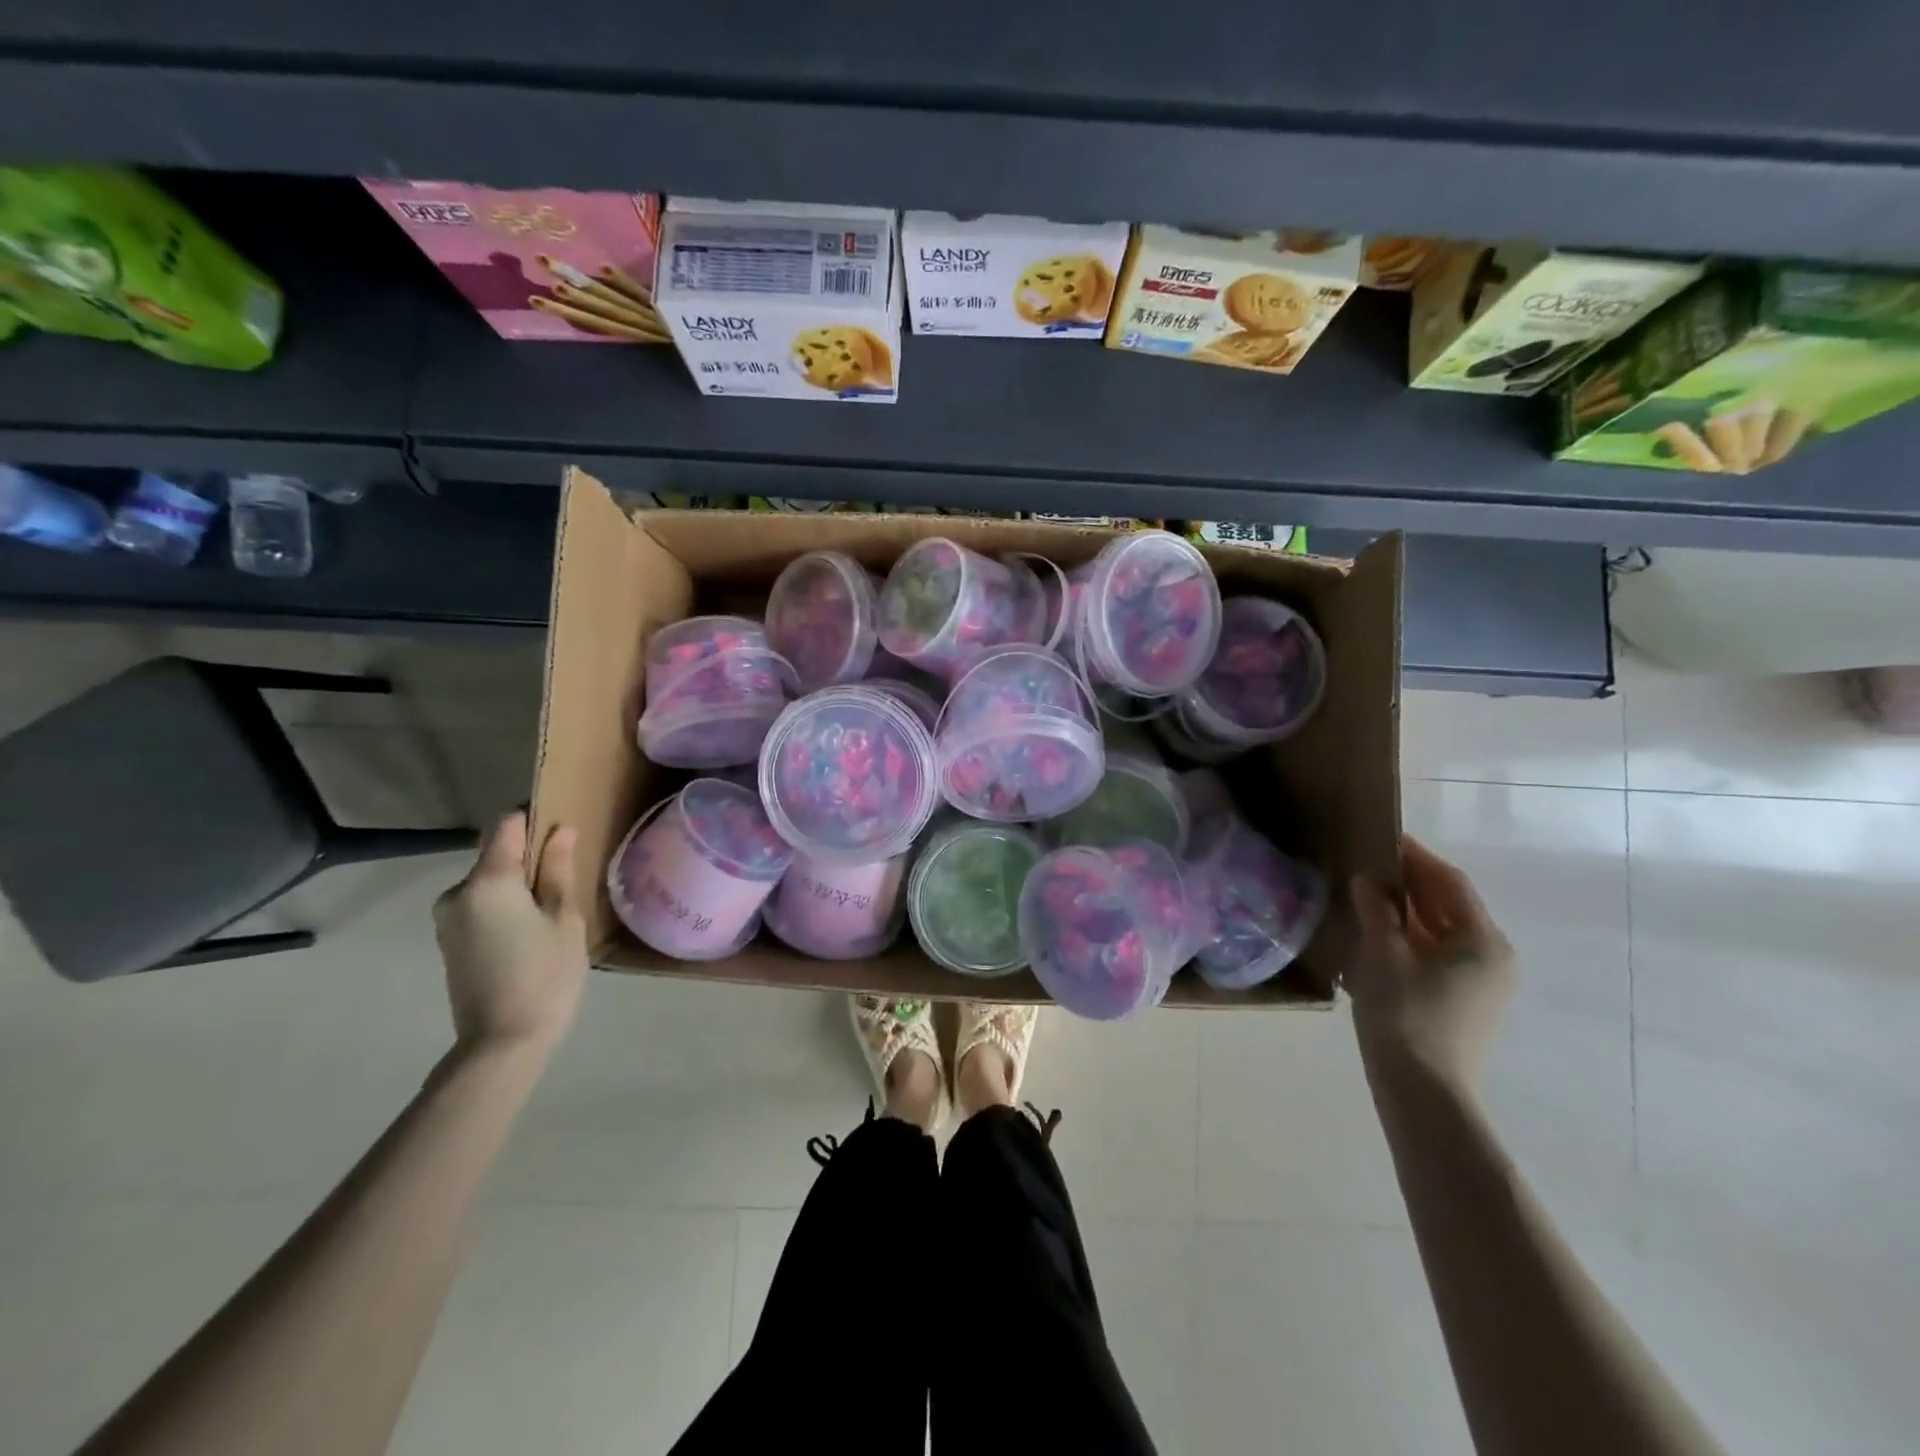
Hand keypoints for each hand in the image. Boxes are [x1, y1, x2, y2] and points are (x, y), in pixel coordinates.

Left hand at [433, 812, 587, 1057]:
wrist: (502, 1043)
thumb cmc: (545, 974)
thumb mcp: (564, 918)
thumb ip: (558, 870)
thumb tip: (560, 829)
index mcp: (487, 881)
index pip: (507, 825)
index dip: (535, 820)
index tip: (563, 833)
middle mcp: (457, 892)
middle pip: (497, 855)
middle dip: (531, 859)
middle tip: (567, 882)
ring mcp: (448, 919)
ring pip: (489, 882)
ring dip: (519, 886)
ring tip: (553, 913)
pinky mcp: (450, 941)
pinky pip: (481, 905)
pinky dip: (506, 906)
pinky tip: (531, 933)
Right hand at [1345, 835, 1514, 1092]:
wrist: (1421, 1090)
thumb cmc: (1405, 1013)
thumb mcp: (1383, 954)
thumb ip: (1376, 910)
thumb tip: (1368, 880)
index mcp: (1482, 941)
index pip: (1450, 883)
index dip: (1416, 857)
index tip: (1385, 837)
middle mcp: (1492, 958)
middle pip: (1449, 907)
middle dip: (1411, 883)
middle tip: (1371, 863)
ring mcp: (1481, 984)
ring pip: (1441, 932)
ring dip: (1407, 912)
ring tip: (1367, 895)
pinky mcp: (1463, 1004)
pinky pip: (1436, 955)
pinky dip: (1409, 938)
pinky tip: (1376, 935)